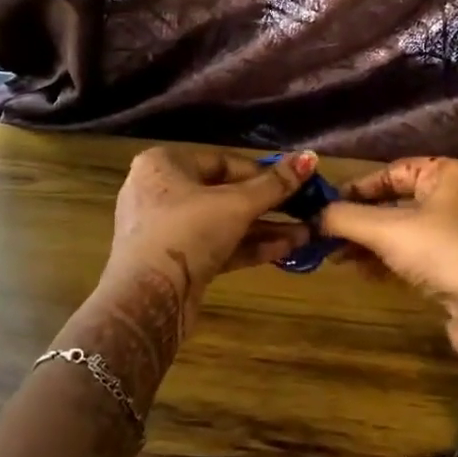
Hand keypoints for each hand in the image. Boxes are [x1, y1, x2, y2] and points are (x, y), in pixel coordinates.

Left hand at [105, 147, 317, 299]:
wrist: (147, 299)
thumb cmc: (188, 232)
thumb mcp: (237, 204)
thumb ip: (275, 184)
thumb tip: (310, 157)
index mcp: (164, 164)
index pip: (223, 160)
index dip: (262, 172)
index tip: (295, 182)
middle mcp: (161, 191)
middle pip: (224, 192)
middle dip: (268, 204)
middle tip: (304, 208)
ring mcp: (166, 229)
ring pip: (223, 222)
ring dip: (263, 228)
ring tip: (305, 233)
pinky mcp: (176, 261)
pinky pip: (216, 245)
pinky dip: (246, 246)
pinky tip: (285, 249)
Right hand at [317, 157, 457, 374]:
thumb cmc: (441, 250)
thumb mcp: (386, 228)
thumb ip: (345, 218)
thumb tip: (312, 216)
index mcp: (446, 174)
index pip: (392, 172)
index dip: (357, 188)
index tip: (325, 206)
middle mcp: (453, 199)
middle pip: (394, 203)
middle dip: (358, 220)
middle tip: (325, 235)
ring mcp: (455, 235)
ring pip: (400, 232)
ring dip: (367, 244)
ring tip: (335, 256)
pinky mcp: (454, 268)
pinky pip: (410, 257)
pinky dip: (384, 262)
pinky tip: (359, 271)